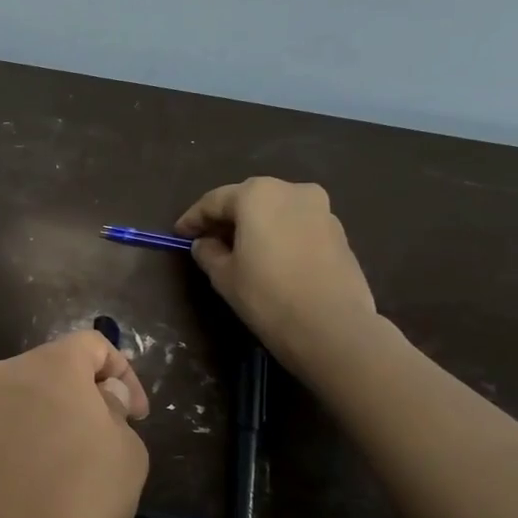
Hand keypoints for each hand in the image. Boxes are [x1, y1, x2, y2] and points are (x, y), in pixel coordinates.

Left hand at [0, 332, 149, 517]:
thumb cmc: (80, 504)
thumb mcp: (127, 454)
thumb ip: (113, 411)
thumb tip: (97, 398)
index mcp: (45, 368)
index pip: (90, 344)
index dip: (121, 372)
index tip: (134, 415)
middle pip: (44, 374)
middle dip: (75, 400)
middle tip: (97, 443)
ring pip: (9, 412)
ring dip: (35, 430)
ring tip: (55, 481)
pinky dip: (4, 463)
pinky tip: (17, 505)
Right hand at [175, 177, 379, 372]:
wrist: (332, 327)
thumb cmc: (267, 295)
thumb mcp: (223, 275)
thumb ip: (207, 252)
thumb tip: (205, 243)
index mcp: (257, 194)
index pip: (214, 201)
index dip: (192, 219)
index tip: (178, 235)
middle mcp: (291, 191)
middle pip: (248, 199)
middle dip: (226, 218)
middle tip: (206, 239)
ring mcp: (321, 209)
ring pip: (276, 211)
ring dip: (254, 226)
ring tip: (238, 250)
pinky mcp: (338, 232)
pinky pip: (297, 225)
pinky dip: (278, 235)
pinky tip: (269, 258)